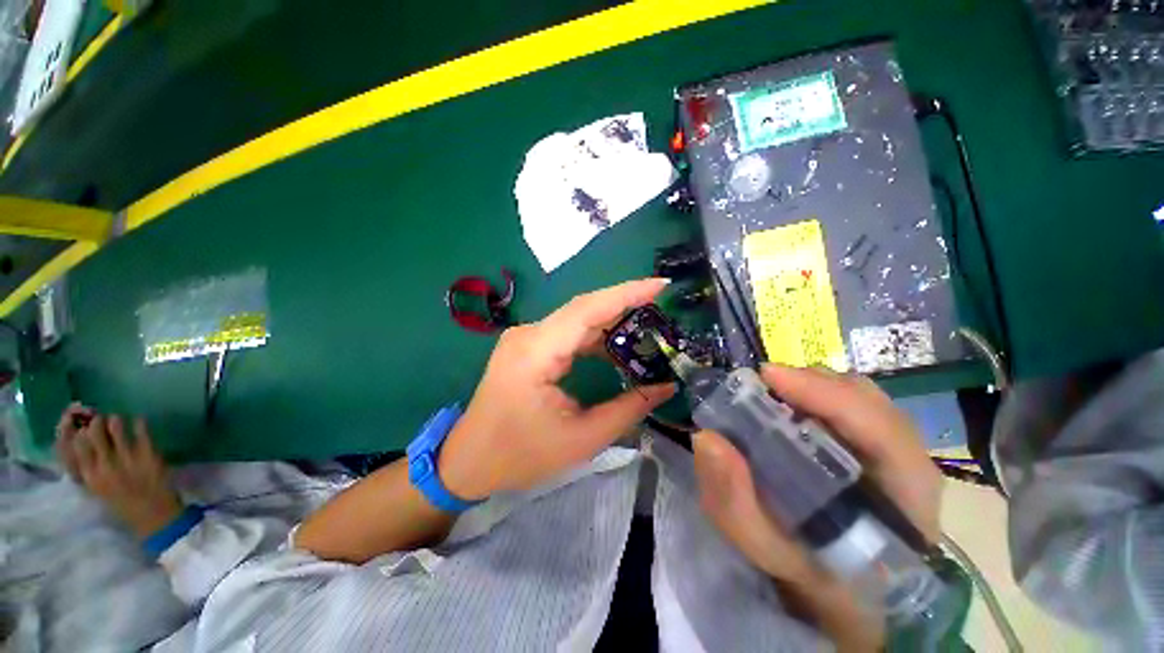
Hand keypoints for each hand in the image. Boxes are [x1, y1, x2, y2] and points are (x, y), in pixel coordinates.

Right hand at [56, 405, 183, 539]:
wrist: (155, 517)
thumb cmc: (124, 506)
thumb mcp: (98, 491)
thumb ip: (89, 472)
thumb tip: (80, 446)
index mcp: (90, 479)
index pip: (74, 448)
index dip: (75, 432)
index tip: (77, 424)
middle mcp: (105, 467)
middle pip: (93, 435)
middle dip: (94, 423)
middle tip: (98, 418)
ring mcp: (128, 460)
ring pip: (116, 430)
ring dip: (115, 422)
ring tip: (116, 419)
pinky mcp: (149, 456)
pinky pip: (142, 433)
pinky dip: (139, 423)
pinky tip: (138, 420)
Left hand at [438, 279, 675, 499]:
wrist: (469, 460)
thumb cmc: (521, 455)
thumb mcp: (582, 438)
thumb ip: (629, 409)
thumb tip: (666, 386)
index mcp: (536, 353)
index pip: (587, 310)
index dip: (626, 294)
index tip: (660, 285)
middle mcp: (528, 335)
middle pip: (583, 308)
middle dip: (624, 303)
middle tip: (660, 304)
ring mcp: (524, 337)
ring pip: (576, 318)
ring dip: (610, 320)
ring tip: (646, 325)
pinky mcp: (527, 345)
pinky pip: (566, 331)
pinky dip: (594, 334)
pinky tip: (615, 345)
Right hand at [692, 365, 941, 650]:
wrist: (849, 588)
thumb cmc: (813, 574)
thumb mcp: (767, 549)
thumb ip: (735, 503)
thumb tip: (706, 437)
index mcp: (903, 500)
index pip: (882, 431)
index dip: (826, 396)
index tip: (768, 376)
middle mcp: (909, 464)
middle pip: (868, 401)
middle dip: (809, 384)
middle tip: (758, 385)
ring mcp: (896, 450)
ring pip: (858, 396)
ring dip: (810, 386)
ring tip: (769, 392)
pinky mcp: (877, 444)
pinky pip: (849, 403)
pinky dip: (814, 394)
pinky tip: (787, 404)